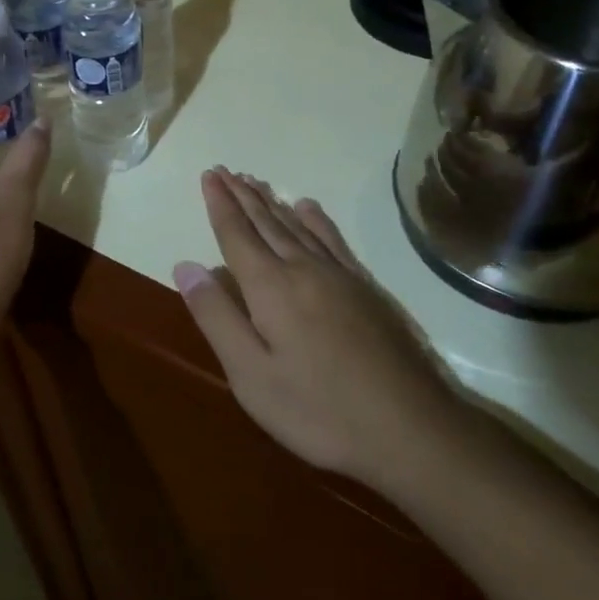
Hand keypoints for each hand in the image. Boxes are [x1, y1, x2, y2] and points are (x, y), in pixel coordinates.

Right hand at [173, 168, 467, 491]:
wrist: (412, 429)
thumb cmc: (319, 410)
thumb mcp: (251, 375)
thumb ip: (217, 317)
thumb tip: (186, 265)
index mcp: (271, 287)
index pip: (236, 234)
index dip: (219, 204)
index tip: (209, 175)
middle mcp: (303, 268)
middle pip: (266, 222)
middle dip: (241, 195)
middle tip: (224, 170)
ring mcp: (340, 276)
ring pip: (297, 226)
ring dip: (272, 202)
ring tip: (255, 181)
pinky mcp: (367, 288)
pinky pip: (333, 240)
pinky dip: (315, 219)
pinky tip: (308, 208)